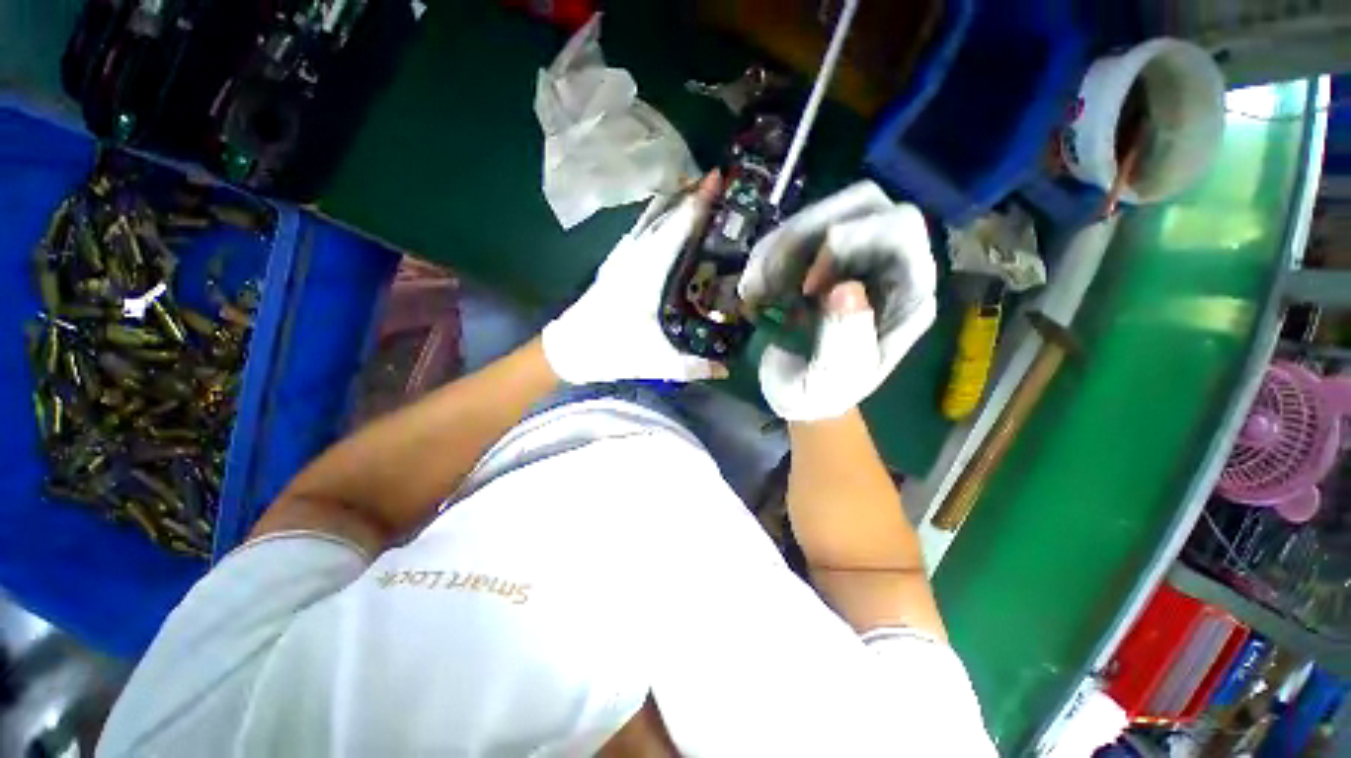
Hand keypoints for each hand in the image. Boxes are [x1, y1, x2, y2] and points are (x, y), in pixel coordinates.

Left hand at [542, 173, 727, 384]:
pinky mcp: (615, 264)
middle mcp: (634, 258)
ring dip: (673, 204)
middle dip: (690, 196)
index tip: (718, 179)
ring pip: (649, 220)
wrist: (567, 350)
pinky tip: (666, 219)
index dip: (698, 204)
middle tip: (717, 183)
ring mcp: (621, 258)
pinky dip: (657, 218)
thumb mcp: (655, 363)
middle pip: (664, 216)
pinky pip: (640, 231)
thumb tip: (726, 372)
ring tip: (697, 193)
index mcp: (646, 275)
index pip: (676, 229)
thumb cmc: (610, 351)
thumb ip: (692, 367)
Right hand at [739, 181, 936, 421]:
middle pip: (860, 202)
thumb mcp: (833, 380)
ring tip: (754, 290)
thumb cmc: (822, 393)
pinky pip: (794, 234)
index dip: (848, 240)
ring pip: (820, 213)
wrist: (800, 395)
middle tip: (768, 277)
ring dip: (777, 247)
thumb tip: (845, 288)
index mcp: (908, 294)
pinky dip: (766, 255)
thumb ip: (845, 340)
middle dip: (804, 234)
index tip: (805, 287)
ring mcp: (851, 258)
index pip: (898, 228)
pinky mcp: (819, 261)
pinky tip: (754, 288)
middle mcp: (886, 265)